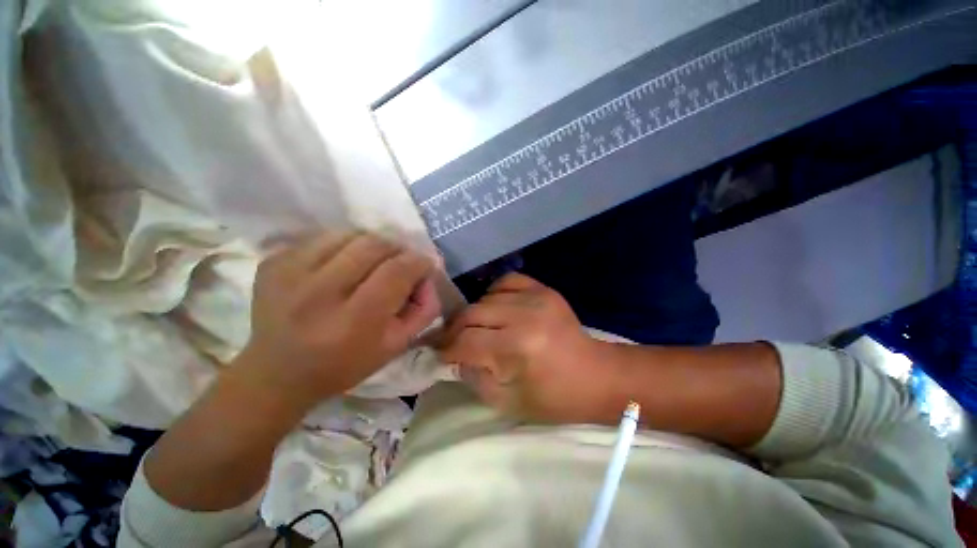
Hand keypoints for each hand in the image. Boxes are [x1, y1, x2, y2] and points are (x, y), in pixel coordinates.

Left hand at [237, 231, 440, 408]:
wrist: (277, 373)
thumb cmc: (345, 364)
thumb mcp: (397, 346)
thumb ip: (424, 309)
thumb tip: (429, 274)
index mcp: (353, 322)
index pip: (397, 271)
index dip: (418, 262)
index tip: (424, 265)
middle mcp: (318, 293)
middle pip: (374, 245)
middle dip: (397, 249)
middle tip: (400, 263)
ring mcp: (289, 273)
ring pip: (349, 234)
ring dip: (371, 244)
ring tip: (372, 262)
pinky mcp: (273, 262)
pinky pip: (322, 237)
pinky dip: (343, 245)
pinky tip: (341, 265)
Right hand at [439, 273, 613, 423]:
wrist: (596, 375)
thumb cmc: (555, 397)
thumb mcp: (508, 401)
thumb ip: (475, 377)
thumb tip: (455, 357)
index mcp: (517, 348)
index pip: (466, 342)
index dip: (447, 349)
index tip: (439, 354)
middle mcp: (524, 316)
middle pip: (471, 315)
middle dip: (454, 330)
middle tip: (451, 341)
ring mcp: (536, 297)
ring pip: (486, 298)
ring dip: (475, 314)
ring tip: (477, 328)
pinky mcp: (544, 290)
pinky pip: (508, 280)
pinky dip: (495, 292)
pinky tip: (496, 306)